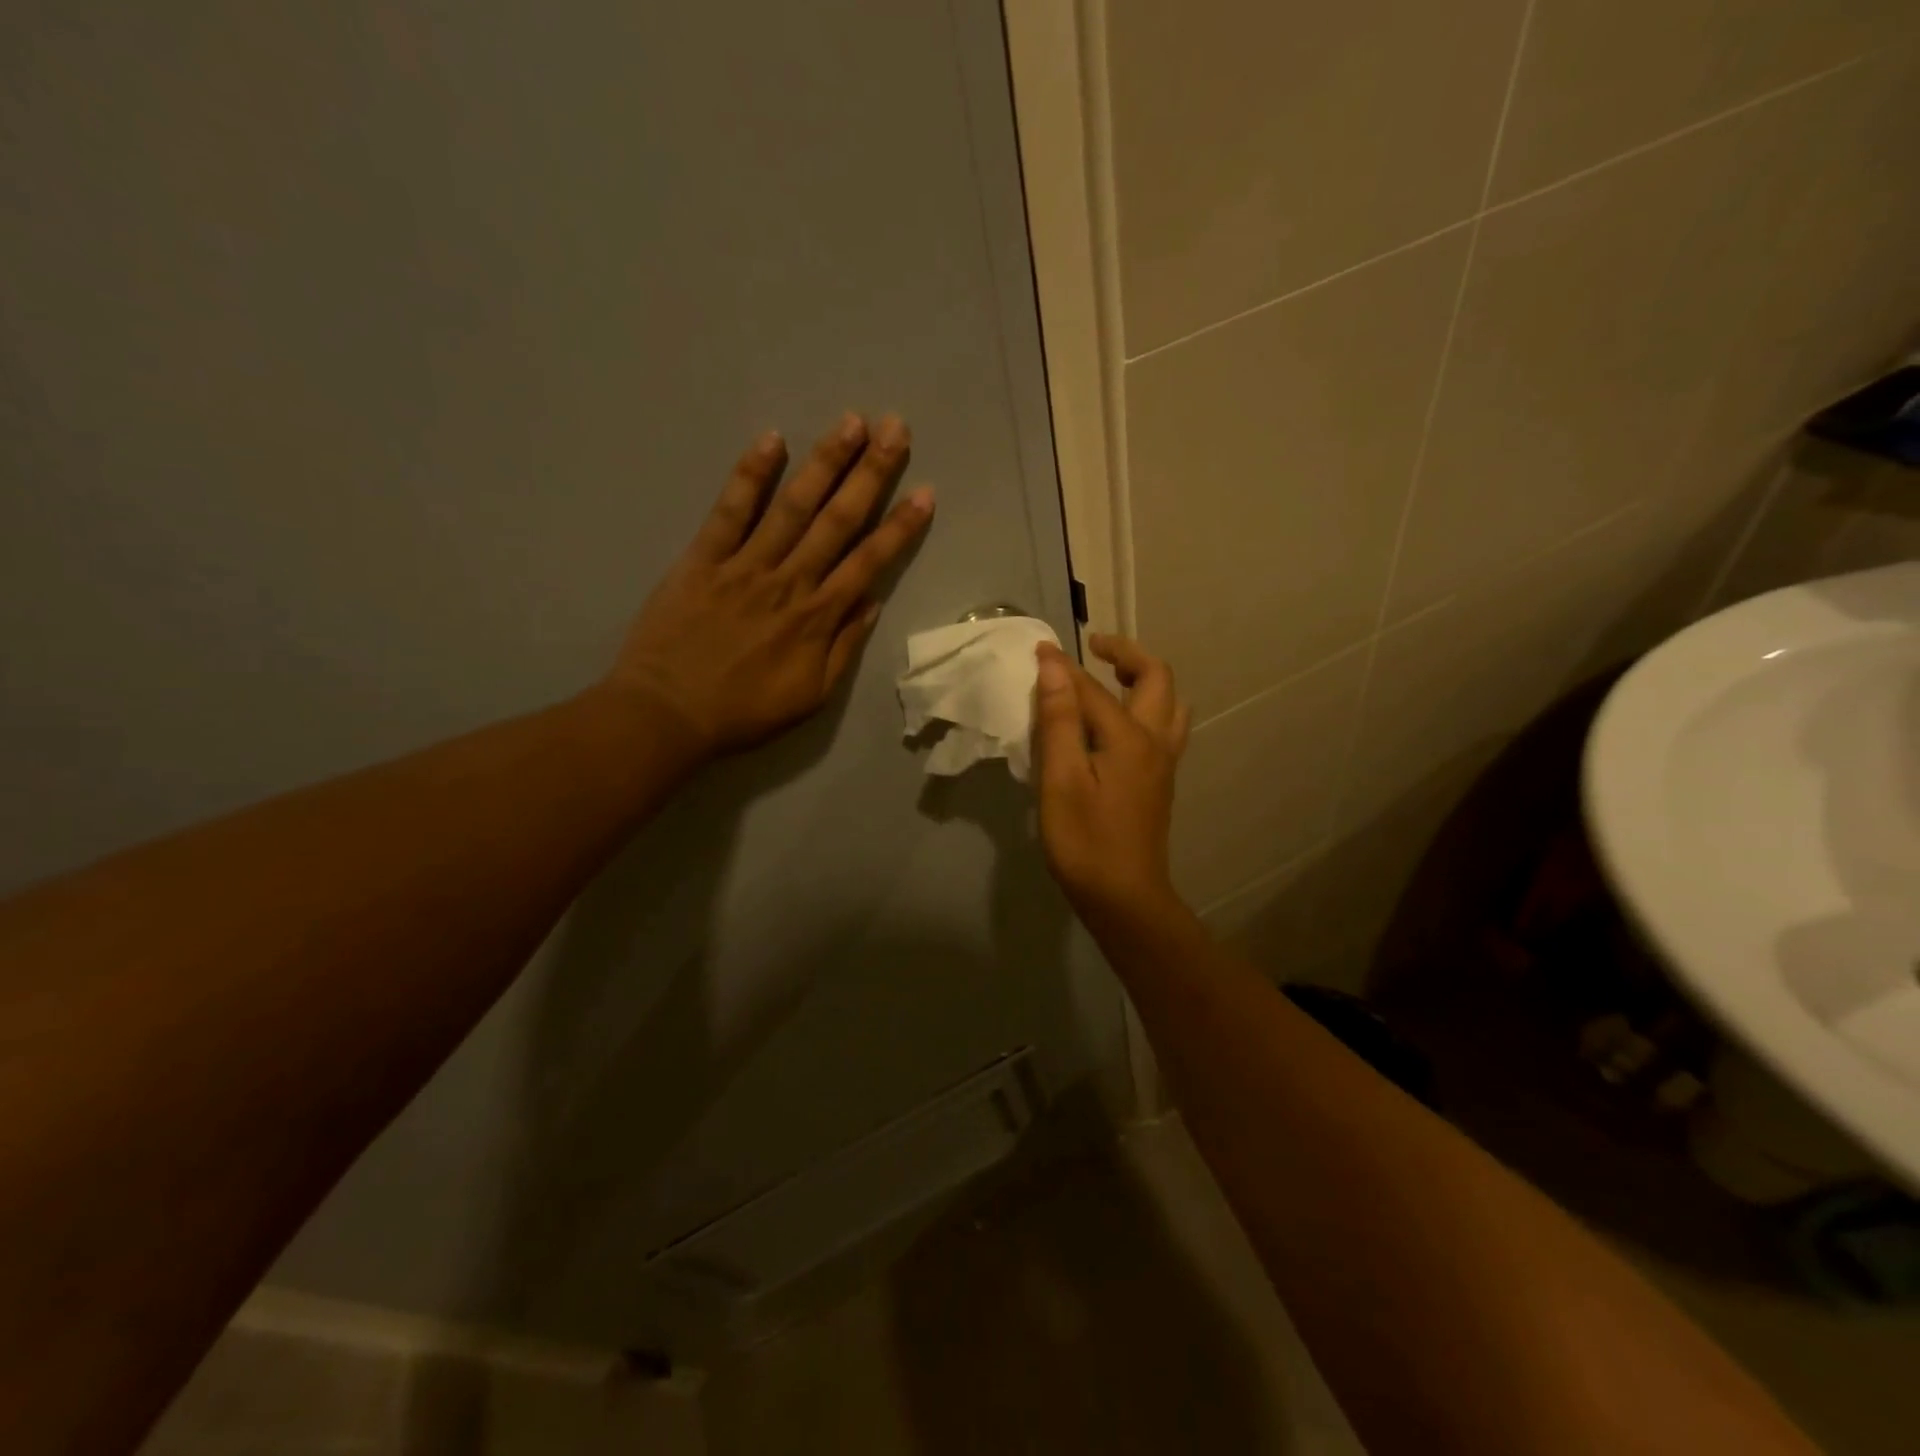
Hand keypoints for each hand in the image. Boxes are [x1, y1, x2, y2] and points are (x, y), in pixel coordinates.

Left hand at [606, 412, 932, 761]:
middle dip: (870, 474)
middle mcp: (789, 581)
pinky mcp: (702, 558)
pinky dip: (750, 475)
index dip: (899, 527)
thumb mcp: (810, 696)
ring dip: (824, 462)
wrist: (667, 714)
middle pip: (837, 520)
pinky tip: (772, 439)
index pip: (869, 562)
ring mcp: (744, 565)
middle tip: (896, 430)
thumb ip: (844, 649)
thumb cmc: (744, 712)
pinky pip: (729, 511)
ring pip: (792, 506)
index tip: (924, 493)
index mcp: (818, 618)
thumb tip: (872, 603)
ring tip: (852, 422)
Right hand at [1031, 634, 1191, 929]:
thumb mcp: (1061, 779)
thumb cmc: (1085, 841)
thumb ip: (1060, 719)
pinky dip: (1147, 705)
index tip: (1037, 649)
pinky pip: (1165, 726)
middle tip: (1094, 647)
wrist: (1124, 898)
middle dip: (1127, 654)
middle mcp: (1155, 741)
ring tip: (1112, 678)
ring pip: (1170, 703)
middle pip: (1156, 679)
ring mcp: (1163, 762)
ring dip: (1145, 679)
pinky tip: (1120, 721)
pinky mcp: (1160, 781)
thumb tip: (1054, 664)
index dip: (1063, 667)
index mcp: (1130, 737)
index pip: (1093, 688)